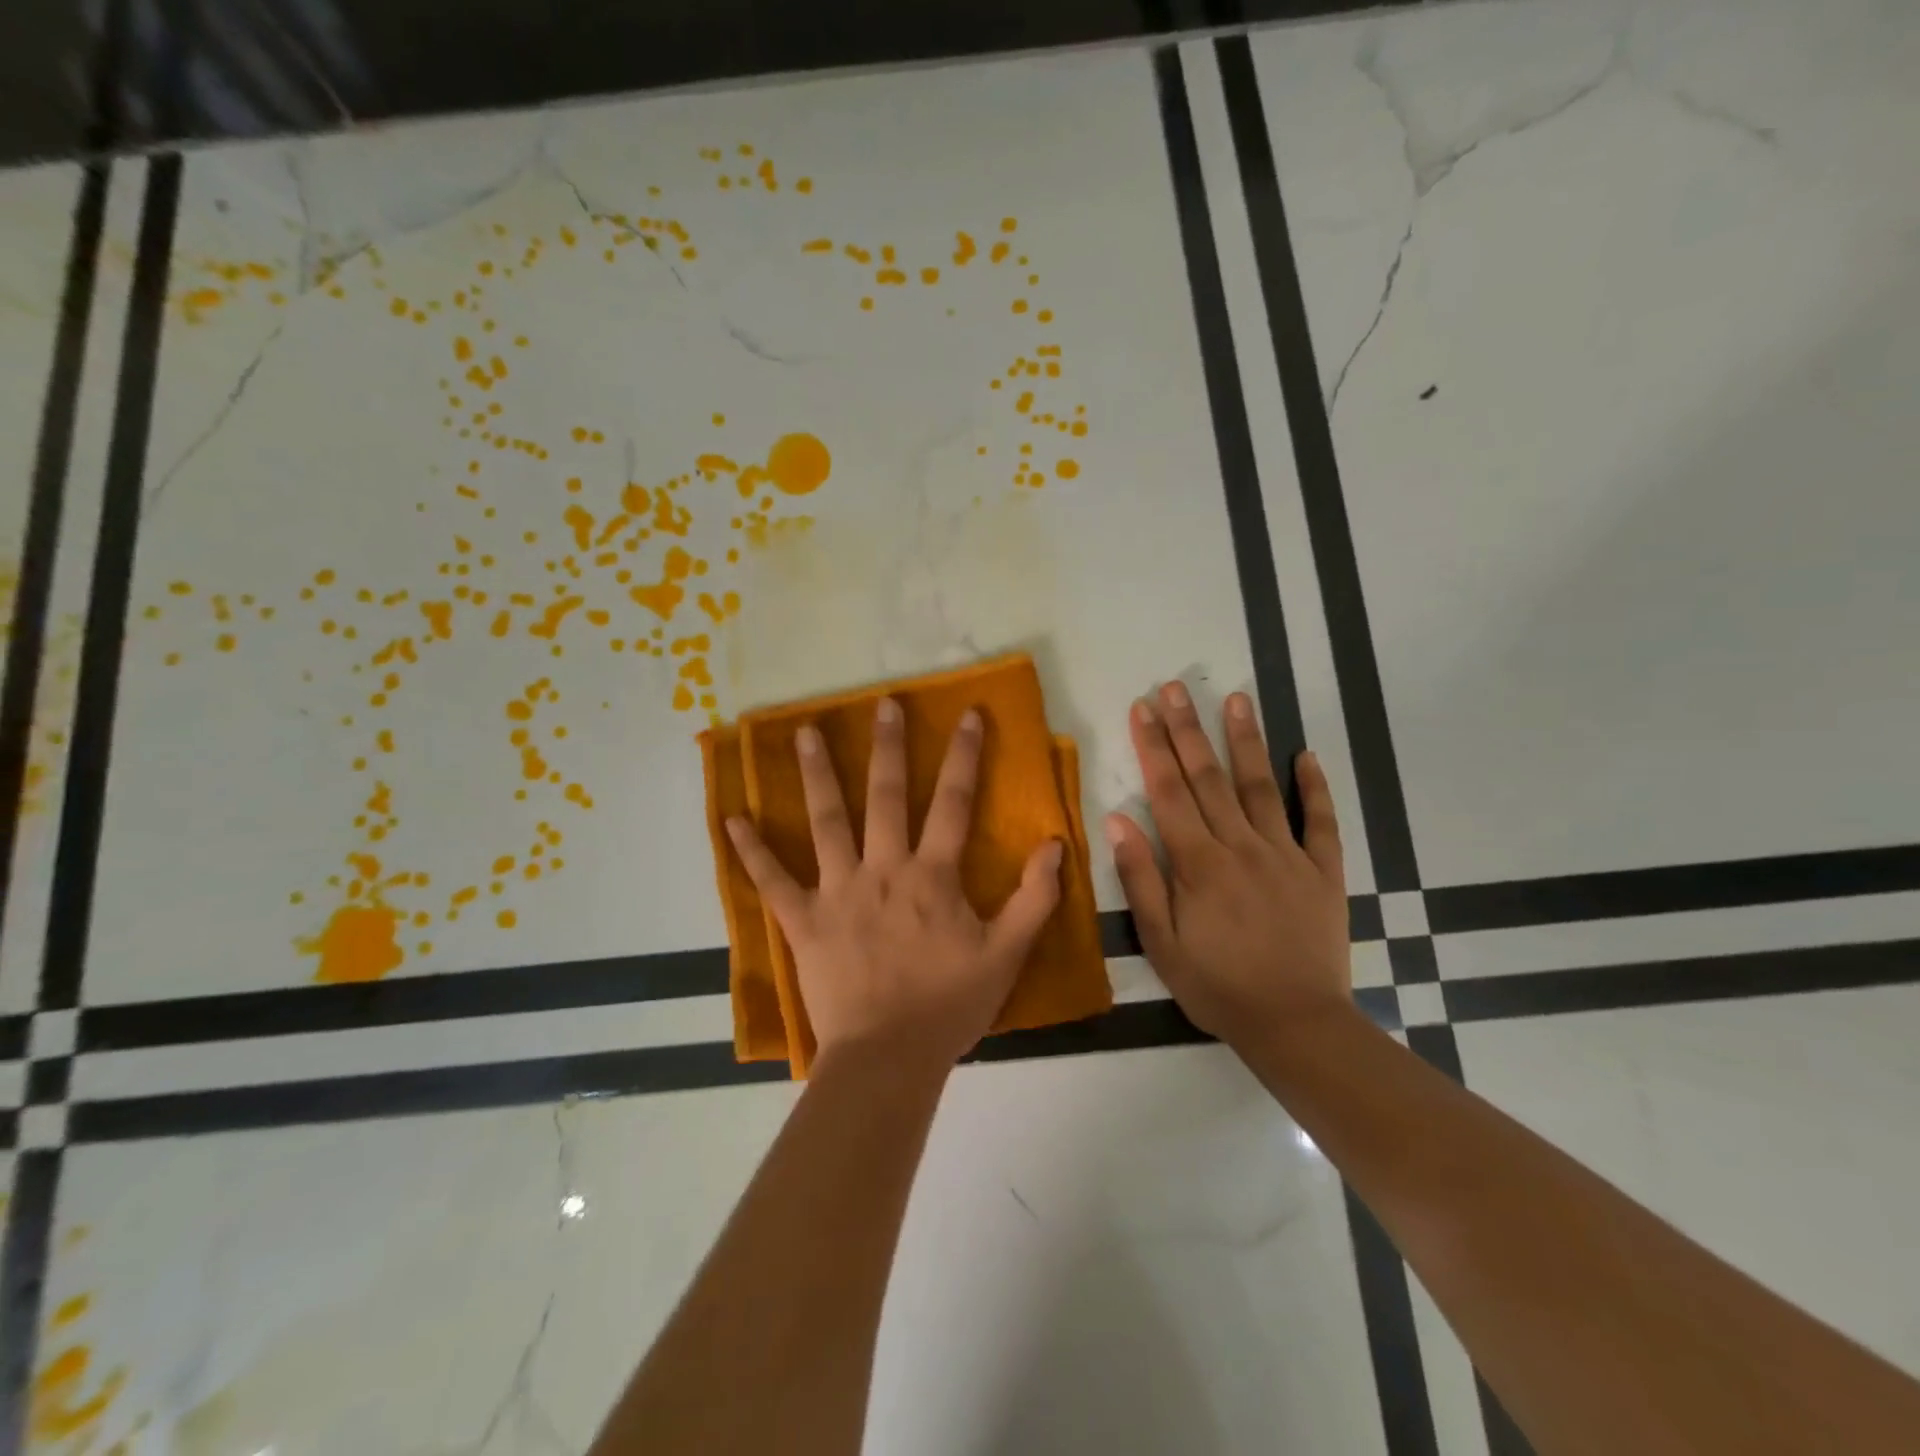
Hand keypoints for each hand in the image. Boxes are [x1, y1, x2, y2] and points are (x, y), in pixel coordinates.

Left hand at [727, 698, 1064, 1070]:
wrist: (889, 1057)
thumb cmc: (949, 1006)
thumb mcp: (1007, 954)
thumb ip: (1034, 898)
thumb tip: (1055, 844)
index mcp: (932, 876)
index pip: (953, 802)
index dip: (964, 756)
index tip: (968, 714)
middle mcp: (883, 869)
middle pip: (885, 796)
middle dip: (888, 746)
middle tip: (883, 703)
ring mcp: (838, 891)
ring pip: (827, 822)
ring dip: (817, 775)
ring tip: (806, 731)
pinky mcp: (804, 920)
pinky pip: (773, 881)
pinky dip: (752, 851)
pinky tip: (732, 818)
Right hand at [1104, 683, 1350, 1049]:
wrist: (1296, 1025)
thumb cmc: (1218, 987)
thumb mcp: (1161, 944)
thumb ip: (1141, 880)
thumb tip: (1118, 820)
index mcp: (1198, 864)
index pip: (1169, 792)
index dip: (1154, 746)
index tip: (1143, 708)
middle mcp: (1241, 847)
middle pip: (1210, 777)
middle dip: (1190, 728)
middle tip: (1176, 687)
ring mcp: (1287, 855)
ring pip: (1262, 786)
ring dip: (1247, 740)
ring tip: (1237, 698)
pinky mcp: (1323, 871)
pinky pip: (1321, 821)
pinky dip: (1315, 787)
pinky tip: (1306, 754)